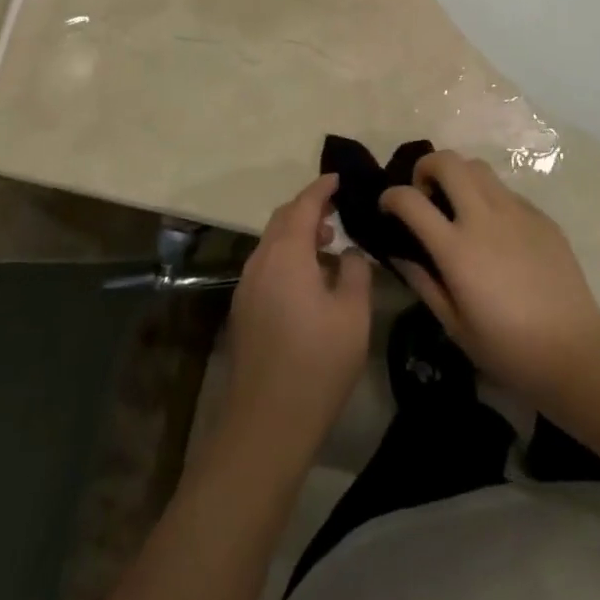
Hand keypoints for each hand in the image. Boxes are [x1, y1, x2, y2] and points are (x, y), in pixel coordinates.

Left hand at [223, 174, 372, 458]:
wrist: (267, 422)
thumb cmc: (318, 363)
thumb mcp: (352, 314)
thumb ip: (356, 272)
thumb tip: (350, 252)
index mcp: (286, 254)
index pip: (303, 205)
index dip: (321, 188)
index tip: (339, 178)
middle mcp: (259, 262)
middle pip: (282, 220)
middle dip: (308, 209)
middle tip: (337, 209)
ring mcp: (247, 287)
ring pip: (272, 244)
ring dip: (297, 235)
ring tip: (329, 243)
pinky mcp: (243, 310)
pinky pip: (266, 266)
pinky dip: (288, 257)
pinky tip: (310, 279)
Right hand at [380, 151, 599, 403]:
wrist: (575, 353)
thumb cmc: (508, 349)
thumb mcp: (454, 326)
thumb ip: (423, 282)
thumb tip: (400, 254)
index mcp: (457, 249)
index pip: (410, 199)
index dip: (390, 196)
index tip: (387, 207)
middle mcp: (484, 219)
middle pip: (448, 161)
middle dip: (426, 167)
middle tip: (425, 194)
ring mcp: (517, 213)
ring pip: (478, 167)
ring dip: (459, 176)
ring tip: (458, 205)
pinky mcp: (541, 217)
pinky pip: (506, 191)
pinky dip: (489, 197)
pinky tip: (495, 230)